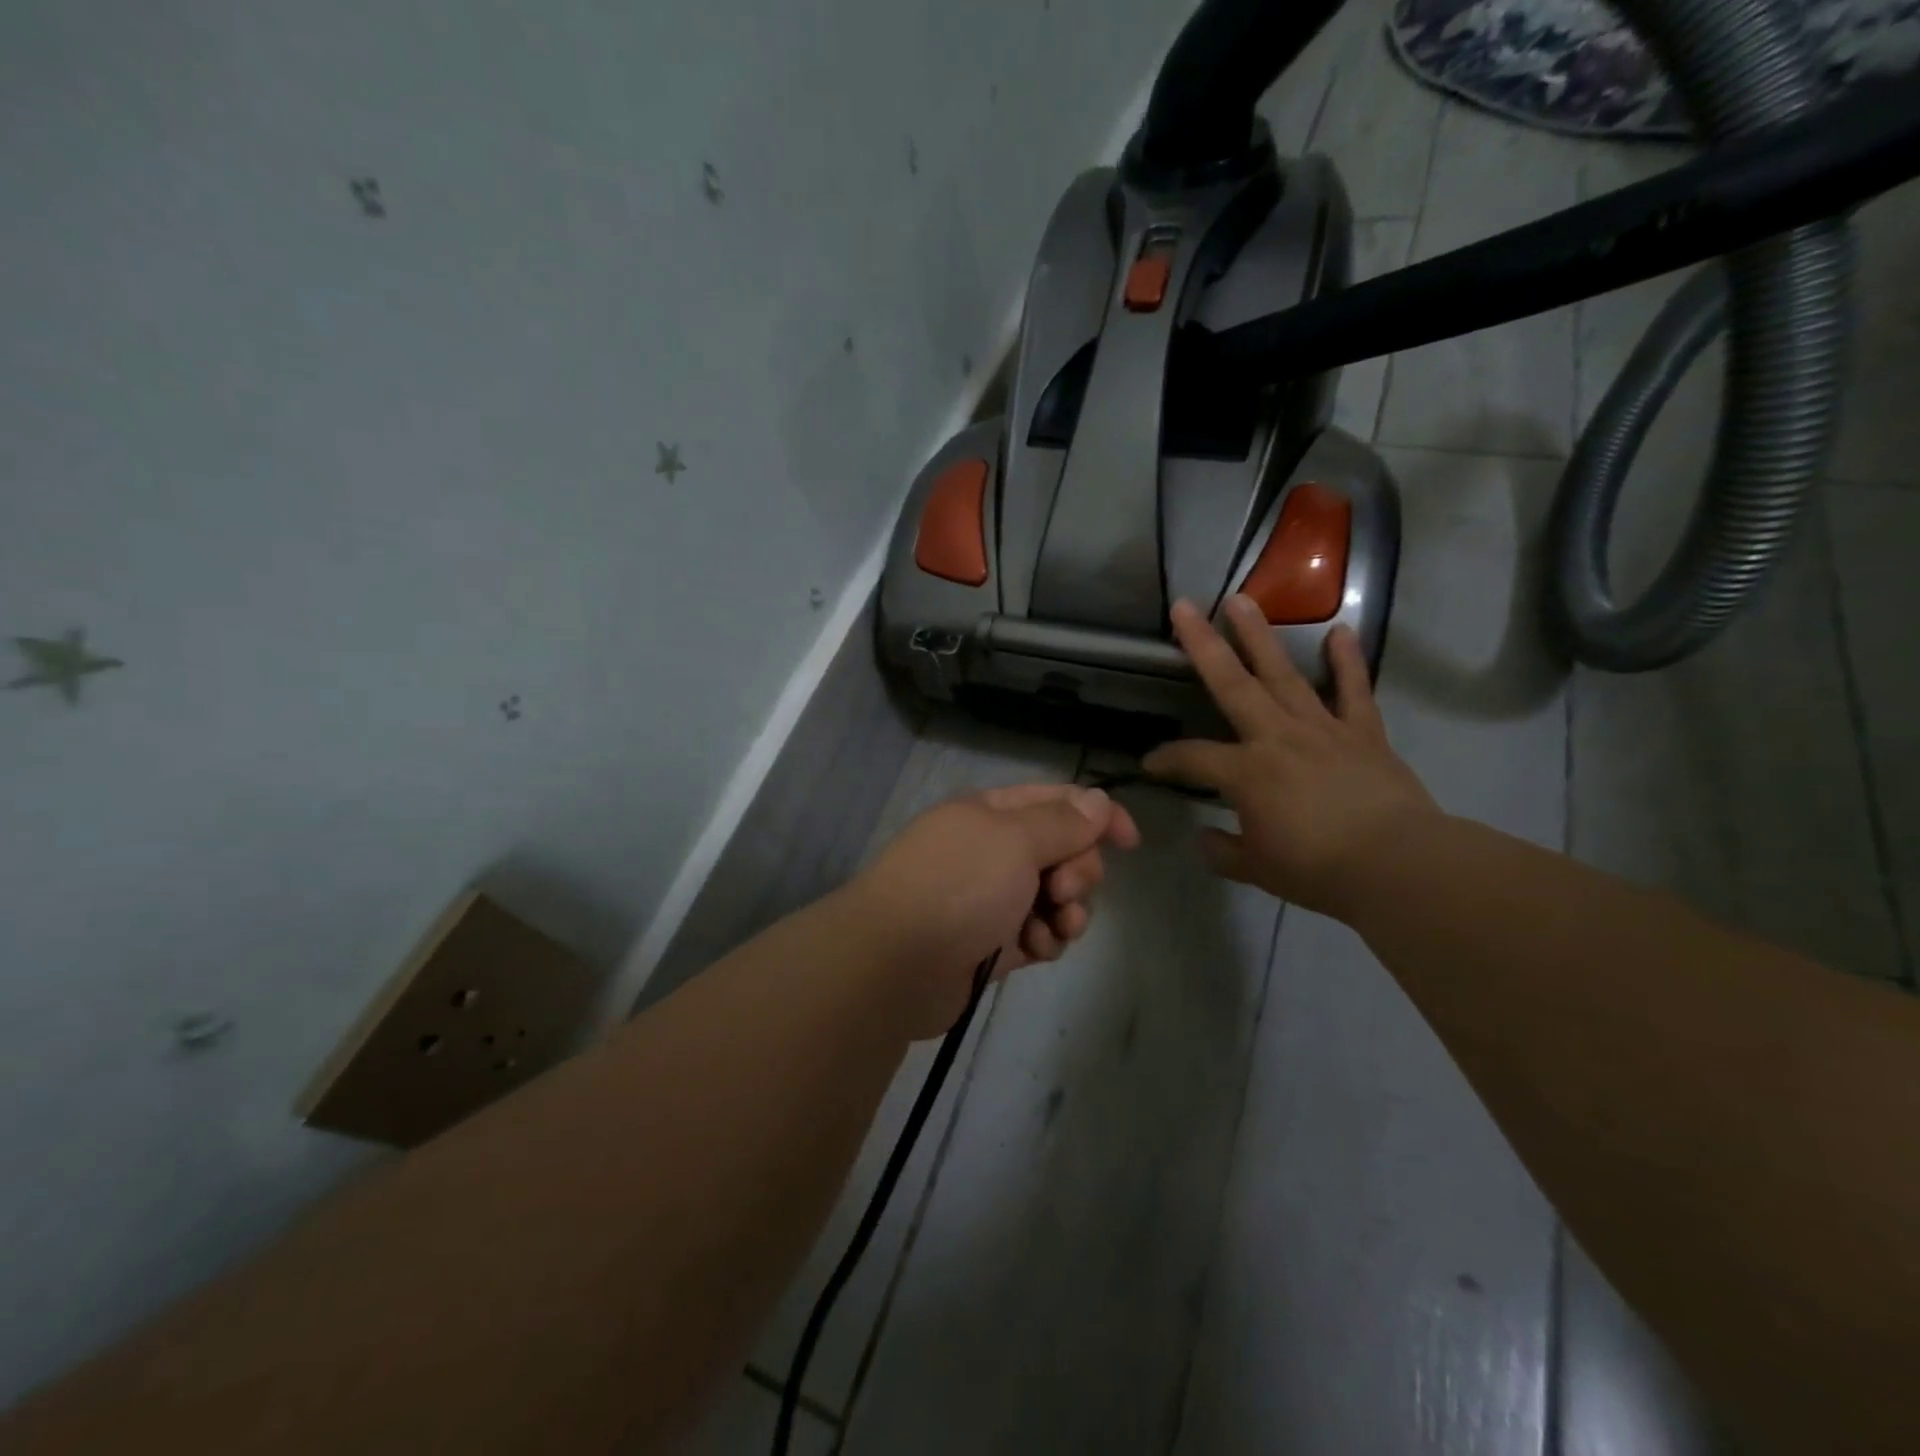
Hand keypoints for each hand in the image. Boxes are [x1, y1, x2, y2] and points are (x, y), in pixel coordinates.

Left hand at [847, 784, 1140, 1038]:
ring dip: (1067, 911)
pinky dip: (1044, 940)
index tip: (1131, 842)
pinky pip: (1038, 934)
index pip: (1057, 802)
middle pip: (1061, 851)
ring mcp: (991, 898)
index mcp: (992, 814)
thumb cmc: (958, 885)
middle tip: (1063, 888)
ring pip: (1055, 897)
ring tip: (1055, 926)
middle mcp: (992, 851)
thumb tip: (1098, 800)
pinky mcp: (992, 943)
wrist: (896, 962)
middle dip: (1077, 870)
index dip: (1098, 816)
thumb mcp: (1014, 839)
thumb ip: (1062, 821)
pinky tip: (1034, 950)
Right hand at [1143, 595, 1438, 918]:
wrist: (1397, 865)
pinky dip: (1347, 661)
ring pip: (1284, 674)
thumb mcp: (1257, 868)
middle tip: (1184, 607)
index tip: (1149, 764)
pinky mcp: (1363, 733)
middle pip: (1232, 684)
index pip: (1192, 758)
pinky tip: (1339, 631)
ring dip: (1260, 636)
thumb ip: (1224, 850)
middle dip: (1204, 645)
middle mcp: (1276, 737)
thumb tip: (1206, 837)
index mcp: (1245, 772)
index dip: (1166, 759)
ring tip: (1242, 600)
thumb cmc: (1317, 869)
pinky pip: (1353, 690)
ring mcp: (1322, 729)